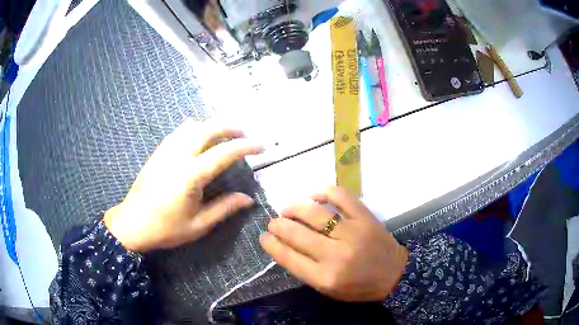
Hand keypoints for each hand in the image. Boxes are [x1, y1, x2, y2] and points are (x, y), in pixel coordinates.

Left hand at [104, 118, 263, 252]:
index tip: (262, 146)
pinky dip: (194, 129)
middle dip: (230, 127)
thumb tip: (248, 199)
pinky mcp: (158, 153)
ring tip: (224, 135)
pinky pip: (178, 132)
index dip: (246, 147)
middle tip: (245, 134)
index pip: (224, 153)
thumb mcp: (198, 225)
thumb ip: (224, 208)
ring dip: (212, 126)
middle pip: (208, 129)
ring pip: (192, 126)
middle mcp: (178, 156)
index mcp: (190, 175)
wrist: (132, 224)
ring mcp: (165, 151)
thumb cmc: (165, 228)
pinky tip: (198, 138)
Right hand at [260, 186, 408, 301]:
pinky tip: (314, 194)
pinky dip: (324, 192)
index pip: (288, 257)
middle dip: (278, 225)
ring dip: (294, 208)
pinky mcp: (365, 217)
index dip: (271, 244)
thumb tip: (284, 246)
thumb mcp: (328, 289)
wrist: (394, 275)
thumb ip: (306, 271)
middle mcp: (336, 254)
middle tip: (273, 222)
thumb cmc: (359, 287)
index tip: (263, 237)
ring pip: (314, 213)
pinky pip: (341, 197)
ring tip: (286, 209)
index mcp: (325, 277)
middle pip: (297, 233)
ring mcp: (352, 232)